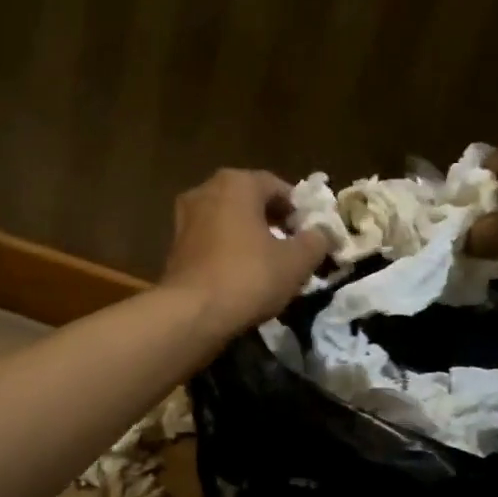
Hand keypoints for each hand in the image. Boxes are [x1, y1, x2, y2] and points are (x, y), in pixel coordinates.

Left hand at [161, 169, 328, 337]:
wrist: (193, 313)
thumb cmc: (249, 276)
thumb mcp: (297, 261)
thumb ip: (316, 241)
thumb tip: (323, 234)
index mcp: (236, 183)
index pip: (277, 186)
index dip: (299, 210)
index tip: (311, 233)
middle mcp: (205, 191)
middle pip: (249, 201)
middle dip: (273, 221)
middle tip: (292, 247)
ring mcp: (184, 218)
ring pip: (228, 221)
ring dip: (249, 236)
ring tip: (268, 263)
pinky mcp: (174, 247)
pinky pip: (211, 241)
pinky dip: (227, 251)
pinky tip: (241, 275)